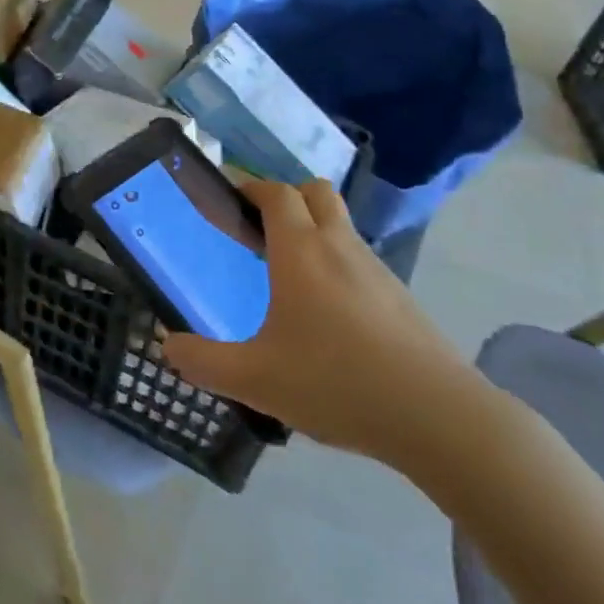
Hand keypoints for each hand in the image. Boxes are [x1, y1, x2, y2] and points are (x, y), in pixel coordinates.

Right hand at [160, 180, 486, 473]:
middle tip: (259, 232)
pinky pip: (359, 259)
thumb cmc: (336, 382)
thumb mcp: (256, 379)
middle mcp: (339, 246)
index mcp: (300, 251)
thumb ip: (204, 362)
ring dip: (314, 230)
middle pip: (314, 192)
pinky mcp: (399, 296)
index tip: (228, 199)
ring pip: (341, 225)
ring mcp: (375, 268)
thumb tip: (167, 346)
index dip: (249, 187)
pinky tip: (329, 315)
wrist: (436, 415)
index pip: (274, 193)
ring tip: (289, 277)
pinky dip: (338, 264)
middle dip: (285, 198)